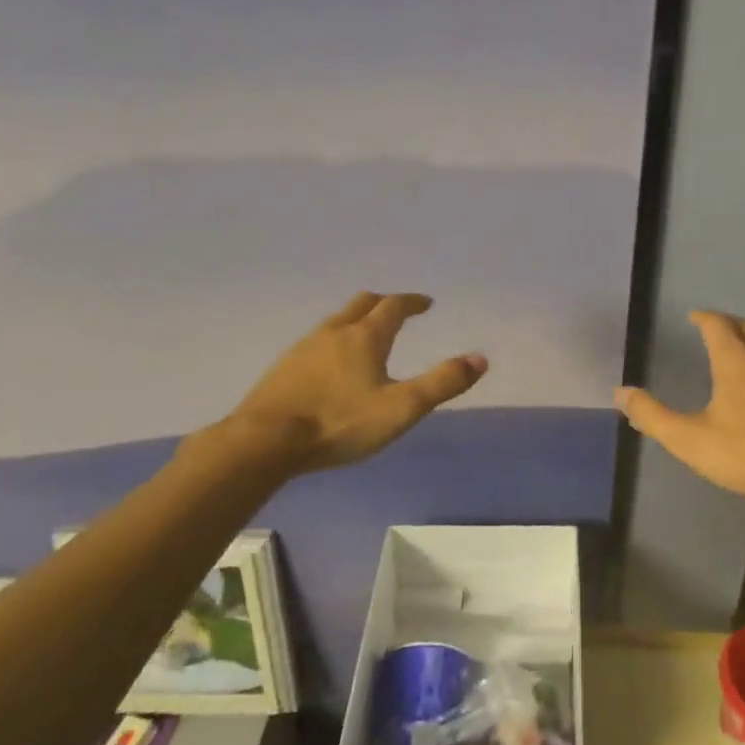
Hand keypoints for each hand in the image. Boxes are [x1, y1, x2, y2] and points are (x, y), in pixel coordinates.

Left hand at [223, 292, 487, 474]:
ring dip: (357, 319)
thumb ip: (442, 383)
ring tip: (367, 334)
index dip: (412, 302)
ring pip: (336, 321)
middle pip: (362, 304)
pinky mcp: (283, 368)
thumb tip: (480, 359)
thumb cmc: (339, 423)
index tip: (426, 303)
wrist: (264, 442)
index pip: (393, 307)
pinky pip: (316, 341)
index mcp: (365, 337)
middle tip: (399, 310)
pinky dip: (334, 340)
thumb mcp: (401, 408)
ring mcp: (303, 348)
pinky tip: (331, 363)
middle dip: (384, 303)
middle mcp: (334, 332)